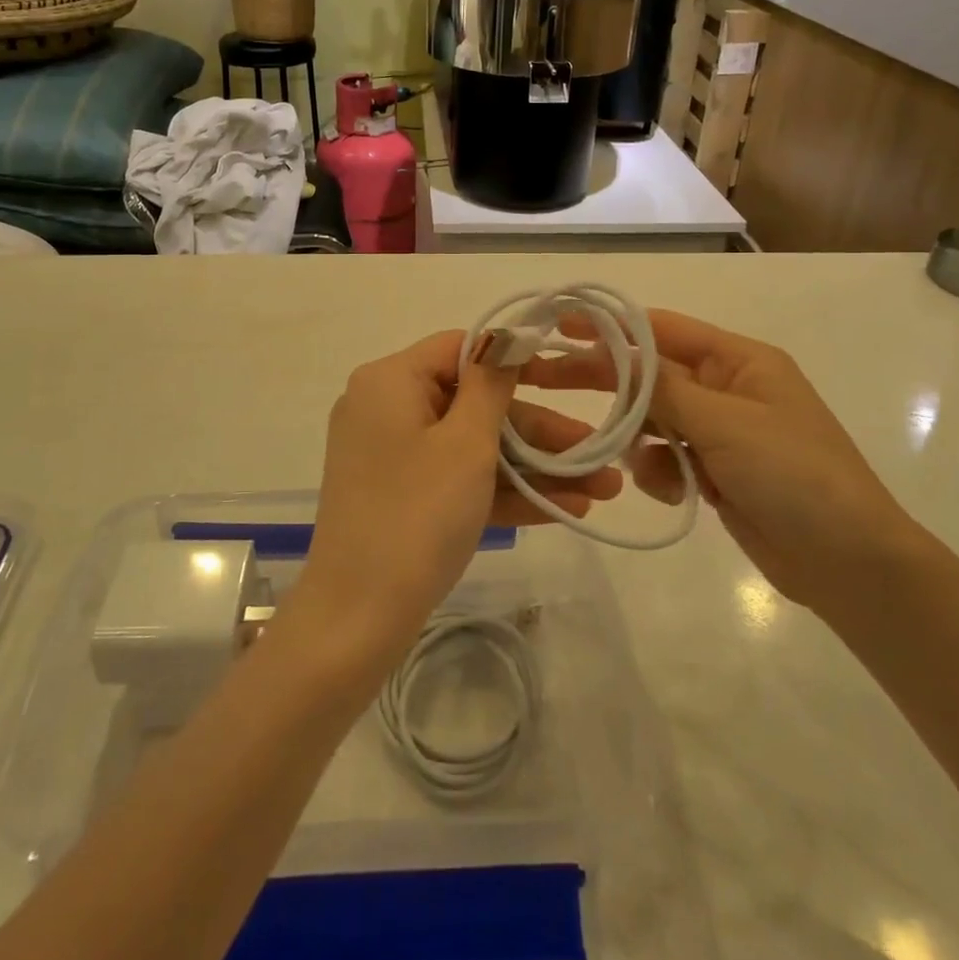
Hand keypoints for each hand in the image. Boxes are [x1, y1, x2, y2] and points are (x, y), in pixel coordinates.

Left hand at [294, 331, 622, 668]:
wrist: (355, 622)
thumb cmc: (416, 515)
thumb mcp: (465, 444)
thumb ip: (491, 386)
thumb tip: (505, 337)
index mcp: (390, 382)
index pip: (459, 349)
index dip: (514, 361)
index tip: (564, 378)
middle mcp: (386, 410)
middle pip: (473, 404)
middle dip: (540, 433)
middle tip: (597, 453)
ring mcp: (393, 458)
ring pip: (473, 448)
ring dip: (534, 469)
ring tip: (602, 489)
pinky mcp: (402, 498)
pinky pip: (457, 480)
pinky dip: (504, 493)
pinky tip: (567, 509)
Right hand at [523, 310, 917, 610]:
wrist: (849, 565)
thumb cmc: (795, 475)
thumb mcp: (726, 422)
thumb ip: (663, 387)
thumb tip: (614, 352)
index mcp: (739, 361)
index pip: (663, 330)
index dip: (611, 326)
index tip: (561, 327)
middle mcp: (727, 389)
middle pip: (650, 374)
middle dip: (606, 379)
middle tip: (549, 380)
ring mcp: (721, 433)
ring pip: (653, 419)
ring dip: (640, 437)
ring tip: (643, 459)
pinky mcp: (714, 473)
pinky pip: (666, 459)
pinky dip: (661, 471)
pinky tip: (678, 490)